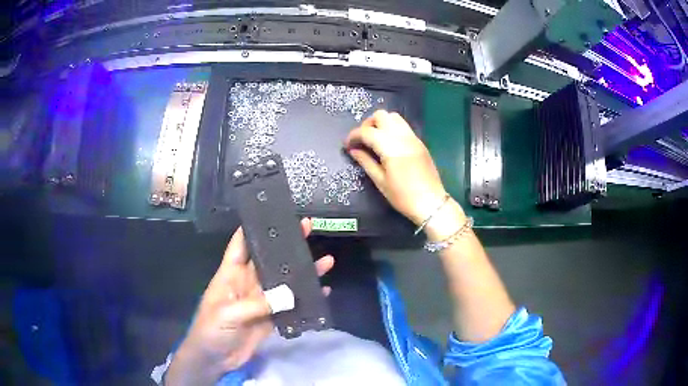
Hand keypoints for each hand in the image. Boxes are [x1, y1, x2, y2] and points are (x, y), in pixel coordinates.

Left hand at [166, 219, 333, 385]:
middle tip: (307, 228)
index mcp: (231, 274)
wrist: (215, 359)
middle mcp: (247, 283)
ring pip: (284, 282)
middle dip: (286, 245)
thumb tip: (290, 294)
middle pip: (268, 259)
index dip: (253, 228)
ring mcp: (260, 301)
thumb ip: (258, 303)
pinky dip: (305, 300)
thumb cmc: (212, 330)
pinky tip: (321, 292)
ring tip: (325, 260)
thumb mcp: (229, 313)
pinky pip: (290, 306)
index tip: (271, 213)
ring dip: (302, 272)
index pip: (240, 244)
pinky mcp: (270, 318)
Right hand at [345, 110, 454, 225]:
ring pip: (394, 117)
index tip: (347, 145)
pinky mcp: (419, 142)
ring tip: (375, 140)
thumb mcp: (380, 182)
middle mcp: (402, 137)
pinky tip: (388, 144)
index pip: (367, 132)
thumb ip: (365, 162)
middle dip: (368, 124)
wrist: (431, 203)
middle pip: (381, 116)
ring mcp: (413, 138)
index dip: (353, 136)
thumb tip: (353, 150)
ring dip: (381, 123)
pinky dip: (392, 128)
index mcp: (391, 148)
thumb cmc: (403, 196)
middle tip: (362, 140)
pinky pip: (403, 126)